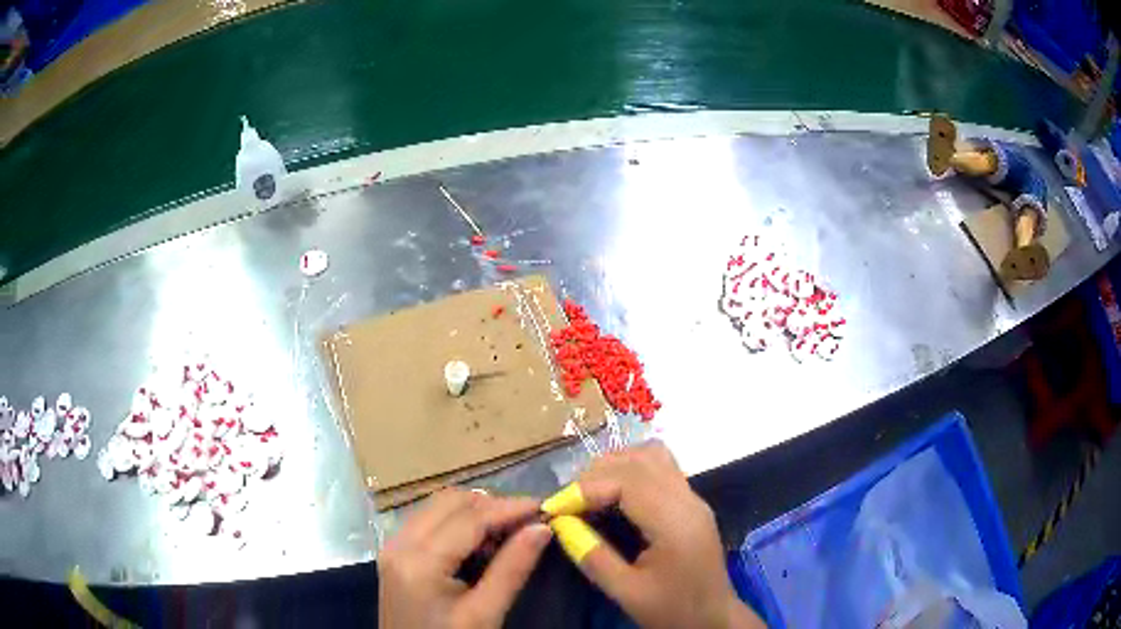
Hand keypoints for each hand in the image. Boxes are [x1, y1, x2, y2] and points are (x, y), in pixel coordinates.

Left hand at [378, 489, 552, 628]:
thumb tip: (541, 527)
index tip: (546, 506)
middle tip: (529, 520)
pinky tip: (481, 542)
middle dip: (492, 505)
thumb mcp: (484, 614)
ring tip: (510, 531)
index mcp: (419, 561)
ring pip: (437, 506)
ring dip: (475, 511)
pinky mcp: (395, 553)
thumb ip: (512, 569)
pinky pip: (428, 520)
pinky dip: (458, 521)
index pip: (469, 518)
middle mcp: (399, 543)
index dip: (509, 508)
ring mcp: (393, 546)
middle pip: (449, 501)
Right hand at [547, 443, 764, 628]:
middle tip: (566, 500)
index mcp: (675, 522)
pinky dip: (630, 470)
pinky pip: (660, 469)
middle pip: (640, 460)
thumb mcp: (627, 592)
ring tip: (586, 492)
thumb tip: (560, 524)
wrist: (714, 619)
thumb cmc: (673, 610)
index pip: (628, 481)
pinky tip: (612, 494)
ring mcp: (693, 499)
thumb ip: (593, 556)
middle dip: (596, 473)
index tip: (555, 507)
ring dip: (615, 465)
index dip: (586, 487)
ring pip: (652, 456)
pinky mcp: (691, 504)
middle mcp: (688, 500)